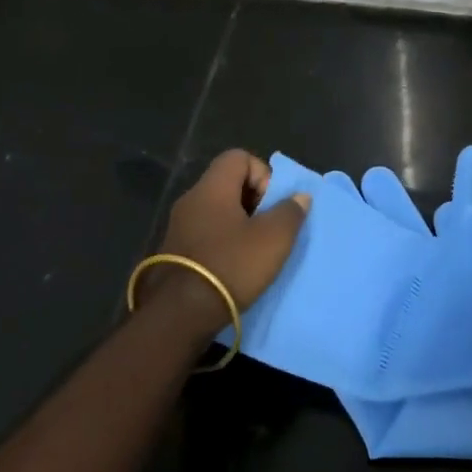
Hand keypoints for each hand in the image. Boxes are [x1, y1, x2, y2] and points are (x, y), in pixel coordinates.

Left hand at [144, 150, 309, 336]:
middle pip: (228, 183)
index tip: (271, 204)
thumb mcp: (273, 239)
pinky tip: (234, 267)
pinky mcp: (173, 253)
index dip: (262, 173)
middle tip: (268, 228)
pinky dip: (223, 243)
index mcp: (212, 188)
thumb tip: (299, 196)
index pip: (239, 157)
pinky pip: (205, 234)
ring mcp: (178, 227)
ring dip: (239, 224)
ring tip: (255, 251)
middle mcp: (191, 200)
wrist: (180, 314)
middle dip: (254, 201)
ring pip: (217, 211)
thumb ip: (290, 212)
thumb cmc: (230, 265)